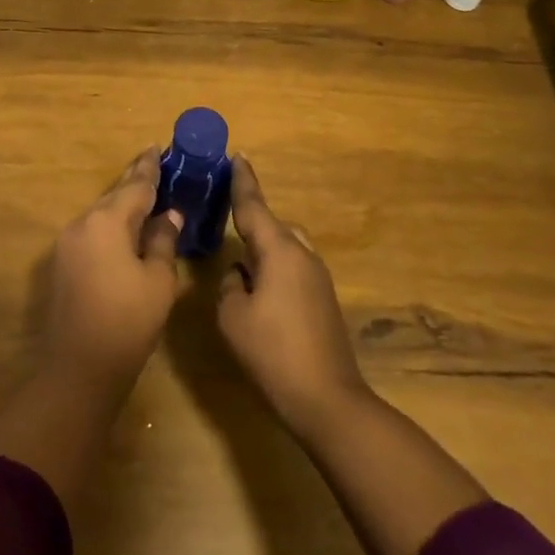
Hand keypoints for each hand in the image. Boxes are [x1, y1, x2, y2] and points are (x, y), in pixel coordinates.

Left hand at [41, 148, 184, 396]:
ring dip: (122, 206)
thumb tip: (169, 216)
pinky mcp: (62, 264)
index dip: (149, 168)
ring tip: (146, 198)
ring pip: (101, 214)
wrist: (78, 369)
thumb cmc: (128, 322)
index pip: (135, 186)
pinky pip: (91, 233)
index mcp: (107, 222)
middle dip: (135, 182)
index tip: (156, 148)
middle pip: (114, 196)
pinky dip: (111, 226)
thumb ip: (163, 241)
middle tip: (154, 165)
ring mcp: (67, 244)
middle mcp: (82, 224)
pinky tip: (126, 232)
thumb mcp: (158, 280)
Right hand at [217, 157, 370, 434]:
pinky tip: (260, 290)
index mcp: (279, 251)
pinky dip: (276, 267)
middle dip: (252, 220)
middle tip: (226, 220)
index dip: (243, 181)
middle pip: (274, 225)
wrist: (328, 399)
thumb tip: (240, 274)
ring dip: (265, 248)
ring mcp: (318, 278)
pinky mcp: (324, 300)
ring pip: (287, 247)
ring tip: (240, 260)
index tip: (238, 155)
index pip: (254, 206)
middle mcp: (303, 255)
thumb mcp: (233, 317)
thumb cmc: (273, 352)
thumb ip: (231, 285)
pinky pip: (295, 267)